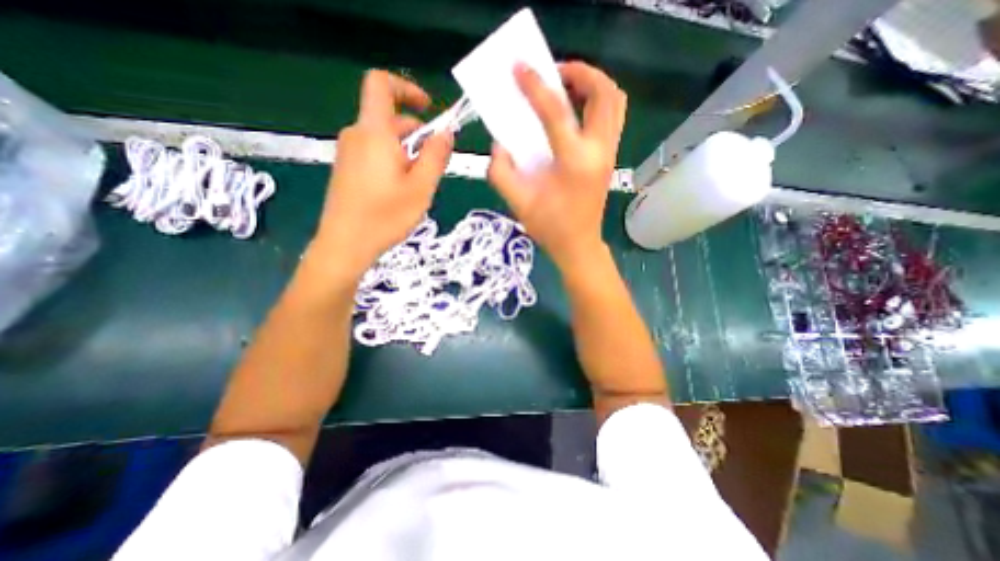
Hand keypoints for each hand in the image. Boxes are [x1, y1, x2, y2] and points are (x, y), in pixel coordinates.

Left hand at [315, 69, 455, 278]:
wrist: (345, 245)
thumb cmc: (386, 216)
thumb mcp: (421, 187)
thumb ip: (436, 156)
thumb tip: (446, 132)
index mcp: (374, 133)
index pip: (381, 84)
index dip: (406, 88)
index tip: (429, 109)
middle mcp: (357, 135)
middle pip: (389, 118)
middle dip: (417, 134)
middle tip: (434, 166)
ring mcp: (349, 153)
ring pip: (384, 139)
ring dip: (407, 152)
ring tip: (419, 184)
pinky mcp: (346, 169)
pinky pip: (374, 153)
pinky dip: (393, 161)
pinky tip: (400, 191)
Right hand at [492, 60, 623, 272]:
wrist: (578, 245)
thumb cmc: (549, 227)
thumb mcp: (517, 201)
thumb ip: (500, 170)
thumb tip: (500, 144)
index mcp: (574, 162)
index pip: (556, 112)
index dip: (536, 86)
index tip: (520, 68)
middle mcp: (598, 151)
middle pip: (603, 92)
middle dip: (579, 72)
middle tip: (553, 74)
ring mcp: (609, 153)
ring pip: (614, 101)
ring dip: (592, 84)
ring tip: (566, 88)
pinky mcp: (610, 157)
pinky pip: (612, 116)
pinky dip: (597, 101)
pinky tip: (574, 112)